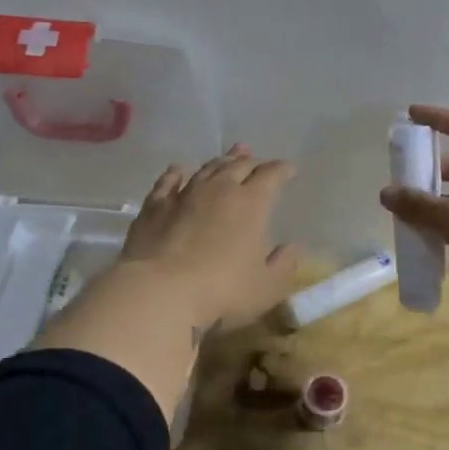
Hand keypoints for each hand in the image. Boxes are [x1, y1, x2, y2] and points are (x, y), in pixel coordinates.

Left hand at [119, 145, 302, 330]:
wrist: (159, 292)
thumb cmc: (222, 291)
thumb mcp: (267, 287)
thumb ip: (284, 265)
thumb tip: (293, 247)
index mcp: (252, 203)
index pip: (272, 175)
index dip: (283, 170)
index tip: (290, 169)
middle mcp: (220, 189)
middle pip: (240, 165)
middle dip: (254, 162)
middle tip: (260, 162)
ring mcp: (185, 194)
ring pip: (207, 168)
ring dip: (222, 161)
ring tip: (229, 157)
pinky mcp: (155, 205)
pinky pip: (169, 181)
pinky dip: (178, 173)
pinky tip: (180, 170)